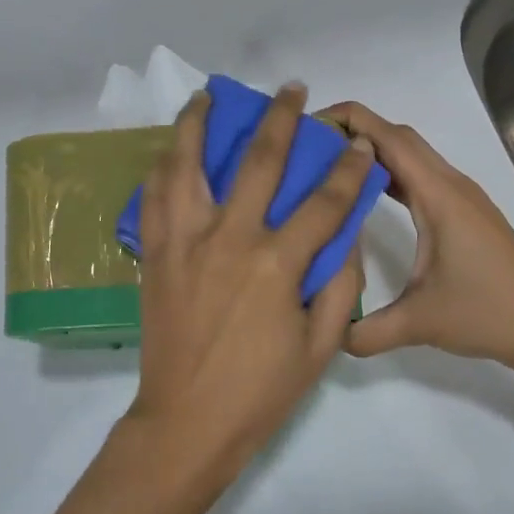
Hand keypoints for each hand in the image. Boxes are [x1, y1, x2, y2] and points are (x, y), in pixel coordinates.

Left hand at [126, 84, 371, 473]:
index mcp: (276, 264)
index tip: (359, 143)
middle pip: (259, 161)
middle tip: (292, 90)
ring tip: (207, 96)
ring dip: (198, 123)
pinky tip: (169, 150)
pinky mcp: (154, 253)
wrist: (186, 423)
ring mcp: (184, 241)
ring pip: (188, 164)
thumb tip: (348, 235)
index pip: (325, 201)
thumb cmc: (260, 391)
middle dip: (282, 119)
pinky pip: (154, 198)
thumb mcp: (320, 346)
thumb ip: (340, 285)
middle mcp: (229, 238)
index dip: (348, 168)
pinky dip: (162, 167)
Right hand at [321, 101, 513, 382]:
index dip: (349, 120)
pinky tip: (365, 196)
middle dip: (354, 130)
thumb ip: (368, 330)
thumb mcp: (421, 323)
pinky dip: (390, 173)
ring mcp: (460, 197)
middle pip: (398, 136)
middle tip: (310, 147)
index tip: (307, 126)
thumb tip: (328, 335)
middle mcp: (449, 185)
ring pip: (411, 155)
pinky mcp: (464, 213)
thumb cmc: (490, 314)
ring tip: (329, 166)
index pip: (388, 137)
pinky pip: (420, 177)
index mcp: (438, 195)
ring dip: (373, 151)